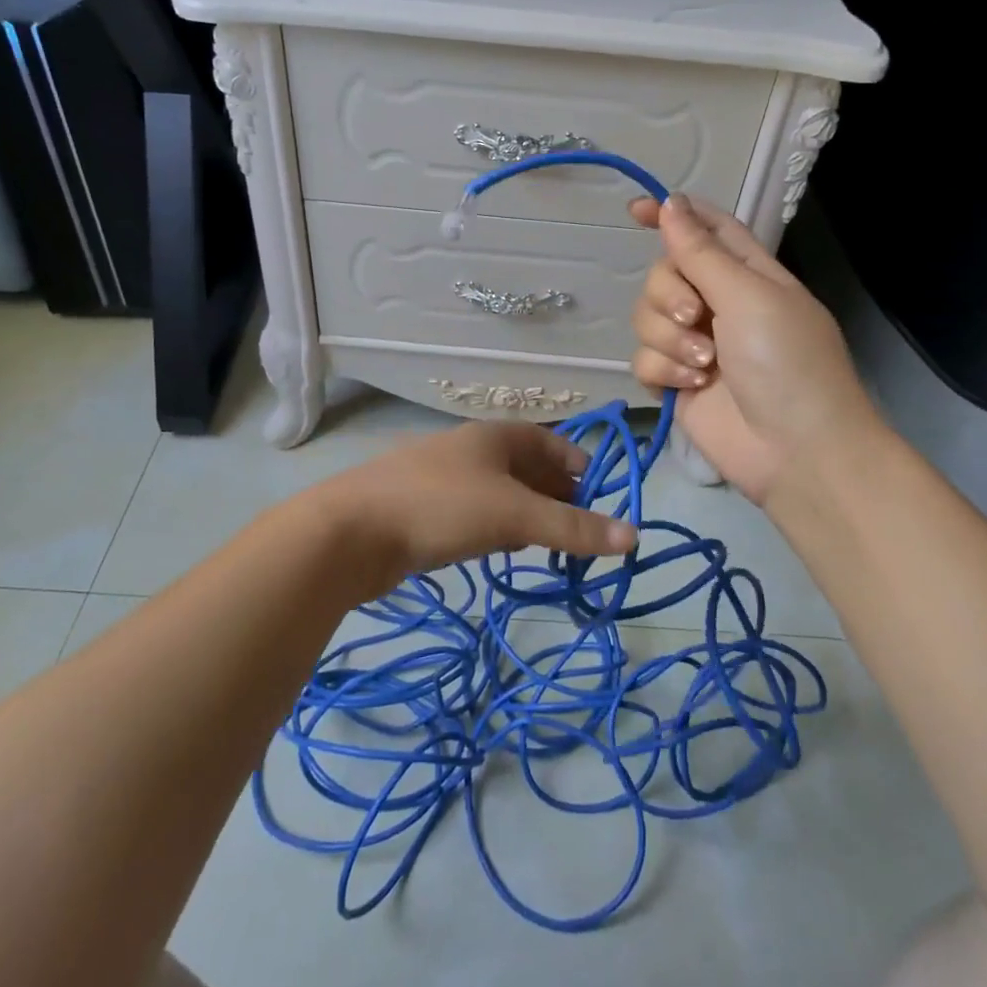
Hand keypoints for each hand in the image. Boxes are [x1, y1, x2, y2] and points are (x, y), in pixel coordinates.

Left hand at [310, 422, 637, 590]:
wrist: (352, 531)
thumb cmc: (441, 507)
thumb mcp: (513, 515)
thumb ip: (572, 527)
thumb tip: (634, 536)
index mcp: (495, 436)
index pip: (551, 443)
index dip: (579, 467)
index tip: (601, 500)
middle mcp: (472, 450)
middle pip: (527, 467)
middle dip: (557, 495)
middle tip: (581, 532)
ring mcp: (446, 479)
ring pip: (501, 493)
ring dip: (527, 515)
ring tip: (548, 545)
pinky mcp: (425, 510)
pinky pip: (475, 513)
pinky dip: (497, 528)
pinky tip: (501, 550)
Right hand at [628, 193, 881, 503]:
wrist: (794, 451)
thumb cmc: (786, 363)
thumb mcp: (748, 296)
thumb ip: (701, 252)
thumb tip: (670, 203)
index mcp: (746, 273)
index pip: (705, 229)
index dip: (672, 215)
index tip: (634, 211)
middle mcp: (718, 303)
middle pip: (663, 273)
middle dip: (669, 294)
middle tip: (695, 317)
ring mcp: (694, 344)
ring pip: (646, 317)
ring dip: (670, 339)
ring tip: (704, 365)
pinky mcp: (675, 381)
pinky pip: (643, 358)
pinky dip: (664, 371)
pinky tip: (692, 387)